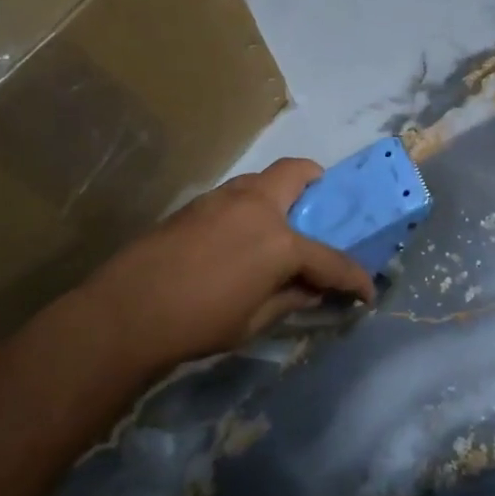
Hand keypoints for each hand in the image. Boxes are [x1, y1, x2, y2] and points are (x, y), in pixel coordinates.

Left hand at [74, 158, 375, 372]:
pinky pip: (239, 193)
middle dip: (319, 185)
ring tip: (280, 227)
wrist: (128, 310)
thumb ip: (290, 298)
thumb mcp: (254, 321)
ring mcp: (224, 198)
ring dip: (282, 193)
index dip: (354, 277)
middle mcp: (256, 205)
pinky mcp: (198, 203)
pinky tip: (241, 237)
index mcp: (278, 240)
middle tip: (322, 210)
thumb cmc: (198, 322)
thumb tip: (312, 290)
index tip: (366, 291)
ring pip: (265, 178)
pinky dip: (253, 205)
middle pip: (298, 173)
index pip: (329, 258)